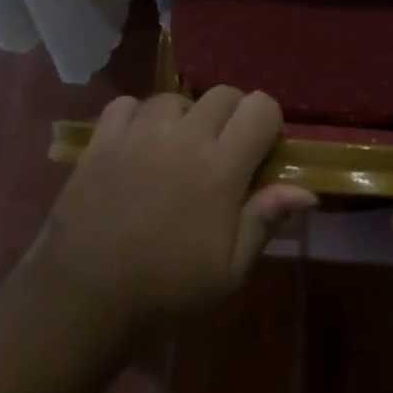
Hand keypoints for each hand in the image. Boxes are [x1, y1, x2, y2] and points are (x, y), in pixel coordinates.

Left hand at [33, 88, 315, 333]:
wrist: (84, 297)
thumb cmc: (166, 289)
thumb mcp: (229, 270)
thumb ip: (265, 220)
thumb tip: (307, 191)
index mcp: (221, 167)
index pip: (260, 107)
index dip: (268, 123)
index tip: (261, 151)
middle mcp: (183, 137)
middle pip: (223, 94)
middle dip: (232, 116)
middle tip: (222, 153)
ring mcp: (138, 133)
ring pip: (175, 97)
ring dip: (185, 117)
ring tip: (177, 149)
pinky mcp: (102, 139)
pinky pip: (127, 104)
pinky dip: (138, 117)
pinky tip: (138, 144)